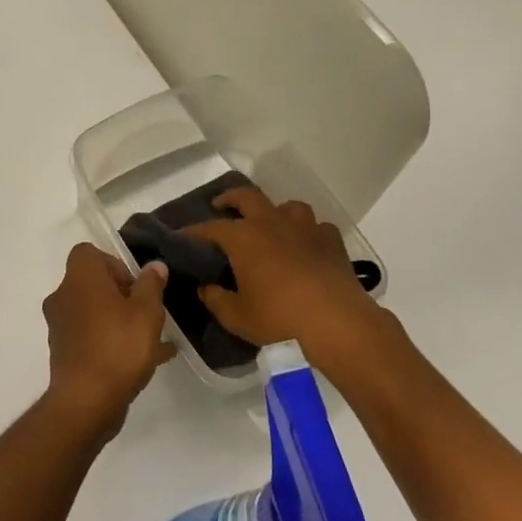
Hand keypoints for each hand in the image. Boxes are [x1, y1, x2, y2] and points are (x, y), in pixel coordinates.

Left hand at [42, 244, 177, 438]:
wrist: (86, 402)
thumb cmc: (118, 346)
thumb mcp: (147, 312)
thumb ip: (151, 285)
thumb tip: (153, 266)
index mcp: (79, 278)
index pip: (88, 253)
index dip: (114, 263)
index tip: (135, 286)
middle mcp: (63, 297)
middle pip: (93, 284)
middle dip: (122, 296)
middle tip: (146, 314)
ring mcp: (60, 327)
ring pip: (94, 313)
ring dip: (120, 321)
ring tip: (153, 341)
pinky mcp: (63, 354)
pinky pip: (91, 339)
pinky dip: (113, 343)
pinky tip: (145, 361)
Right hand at [183, 187, 397, 378]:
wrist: (337, 324)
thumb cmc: (280, 320)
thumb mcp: (238, 317)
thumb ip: (216, 300)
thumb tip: (205, 288)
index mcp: (244, 238)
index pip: (212, 227)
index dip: (195, 231)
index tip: (183, 235)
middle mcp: (272, 223)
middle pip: (248, 197)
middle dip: (231, 198)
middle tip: (222, 206)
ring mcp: (305, 228)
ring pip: (287, 206)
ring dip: (275, 212)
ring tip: (270, 225)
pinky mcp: (332, 241)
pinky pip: (317, 227)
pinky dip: (308, 233)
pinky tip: (307, 246)